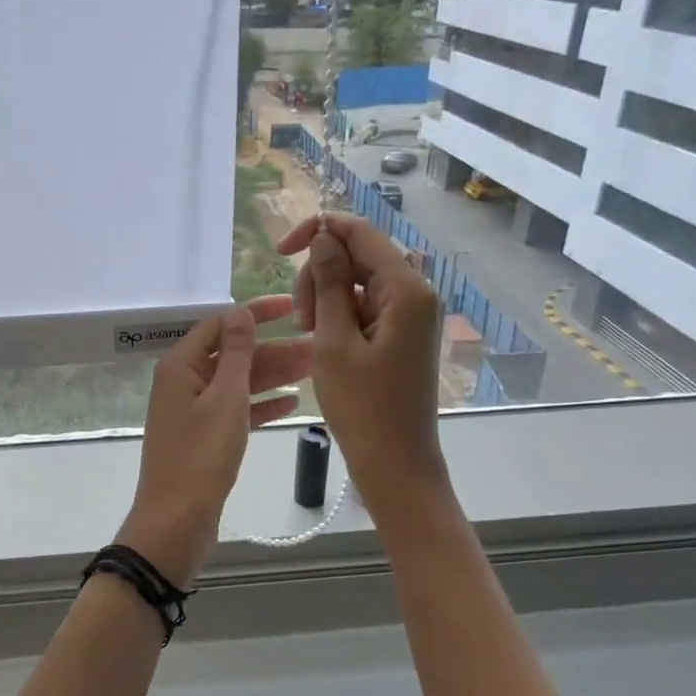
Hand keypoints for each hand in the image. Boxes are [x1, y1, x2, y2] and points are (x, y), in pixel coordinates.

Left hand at [116, 294, 312, 585]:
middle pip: (232, 354)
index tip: (293, 307)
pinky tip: (294, 403)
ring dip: (273, 376)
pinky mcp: (203, 437)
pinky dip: (261, 405)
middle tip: (318, 347)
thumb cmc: (201, 456)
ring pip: (237, 383)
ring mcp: (192, 411)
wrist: (176, 522)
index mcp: (180, 365)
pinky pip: (235, 411)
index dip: (255, 313)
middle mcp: (183, 382)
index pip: (220, 324)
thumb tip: (239, 312)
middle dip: (274, 349)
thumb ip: (235, 353)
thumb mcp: (225, 398)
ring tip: (316, 370)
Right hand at [277, 213, 450, 528]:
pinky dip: (339, 315)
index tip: (280, 251)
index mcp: (406, 289)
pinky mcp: (402, 332)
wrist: (396, 464)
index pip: (360, 232)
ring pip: (357, 280)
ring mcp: (411, 313)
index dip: (318, 231)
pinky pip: (365, 304)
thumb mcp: (334, 341)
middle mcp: (416, 292)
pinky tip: (324, 341)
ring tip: (309, 335)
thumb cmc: (363, 407)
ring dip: (326, 297)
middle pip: (357, 255)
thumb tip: (323, 237)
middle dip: (320, 275)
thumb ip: (329, 283)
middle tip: (301, 320)